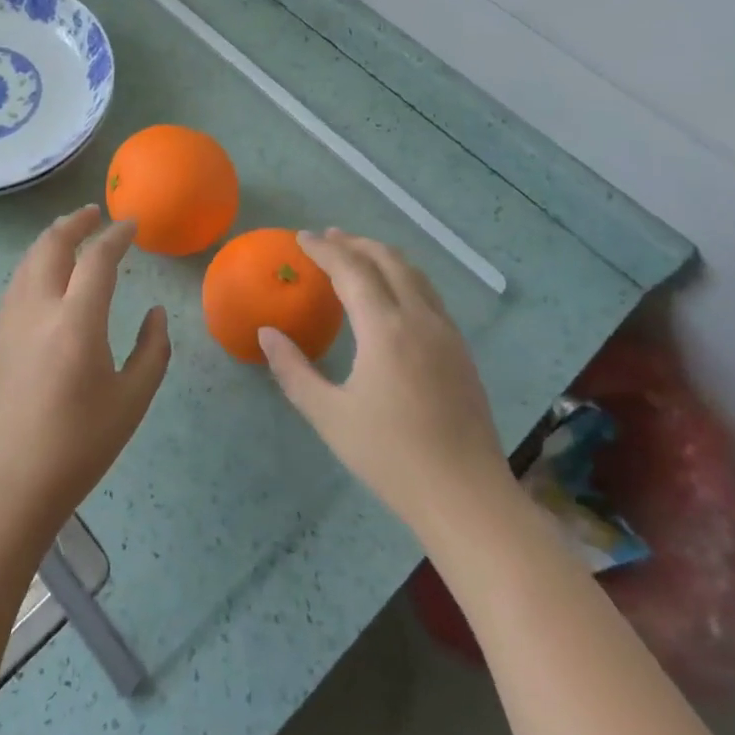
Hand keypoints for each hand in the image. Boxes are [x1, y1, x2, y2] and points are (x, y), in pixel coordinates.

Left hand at [0, 205, 170, 540]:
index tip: (132, 225)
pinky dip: (35, 262)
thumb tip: (156, 313)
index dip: (117, 236)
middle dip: (75, 222)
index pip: (98, 259)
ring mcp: (9, 320)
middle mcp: (38, 309)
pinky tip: (47, 274)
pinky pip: (17, 282)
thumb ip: (152, 350)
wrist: (10, 484)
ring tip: (71, 233)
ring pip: (28, 260)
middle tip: (95, 213)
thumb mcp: (132, 401)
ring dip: (51, 238)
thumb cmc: (79, 446)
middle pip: (51, 244)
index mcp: (76, 323)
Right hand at [258, 229, 509, 531]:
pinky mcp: (461, 351)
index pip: (352, 270)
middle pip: (388, 260)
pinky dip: (403, 277)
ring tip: (358, 255)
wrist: (467, 497)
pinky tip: (392, 294)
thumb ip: (293, 370)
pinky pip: (429, 294)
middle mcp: (420, 319)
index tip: (301, 238)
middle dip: (356, 243)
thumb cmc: (391, 457)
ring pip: (414, 274)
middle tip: (328, 238)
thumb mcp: (329, 416)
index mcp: (385, 329)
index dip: (325, 249)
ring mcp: (446, 333)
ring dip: (382, 256)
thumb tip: (267, 334)